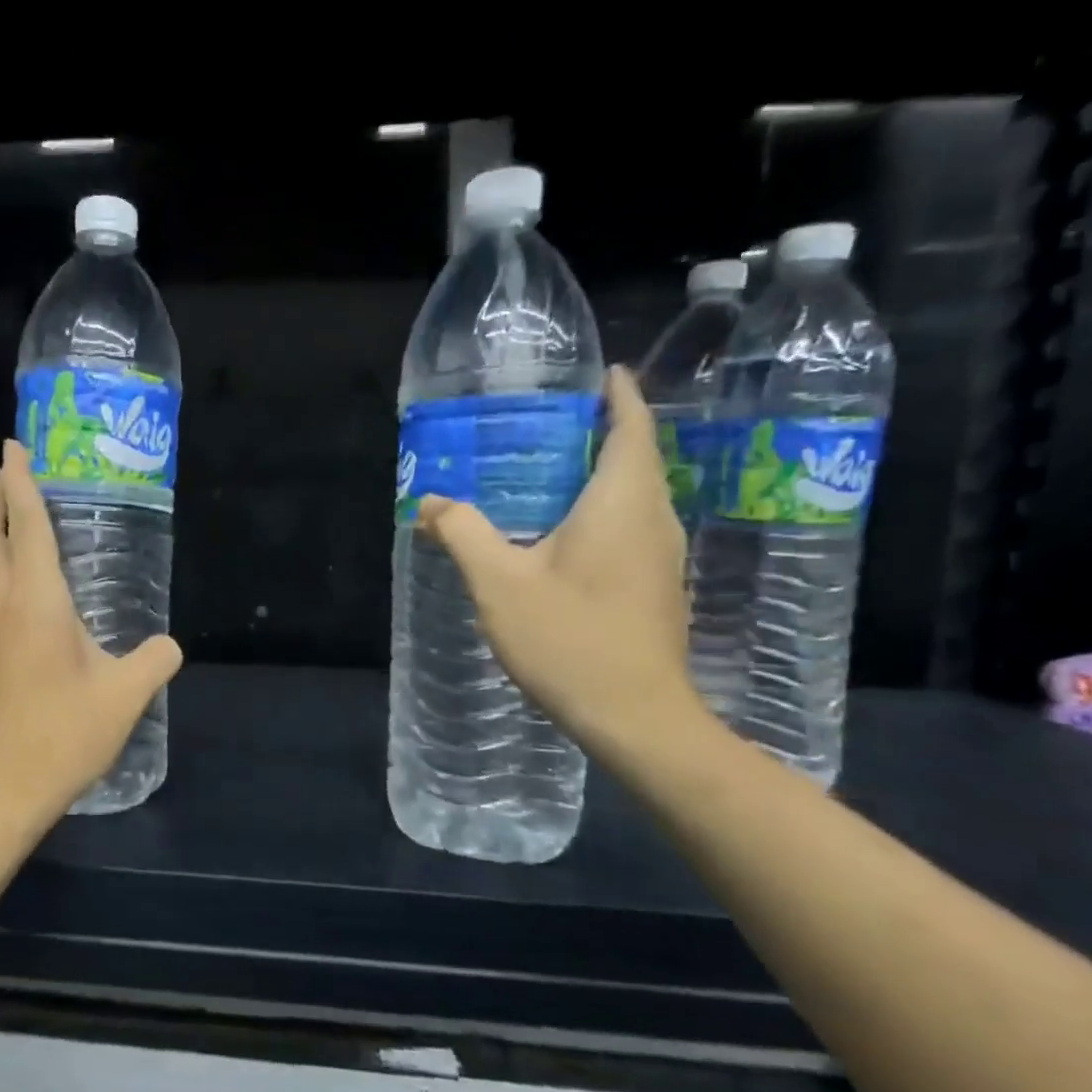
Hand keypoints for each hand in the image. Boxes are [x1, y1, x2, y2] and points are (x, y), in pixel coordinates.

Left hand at [0, 441, 182, 827]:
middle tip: (13, 473)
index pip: (23, 522)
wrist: (3, 786)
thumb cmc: (64, 734)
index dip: (19, 479)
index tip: (14, 445)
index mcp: (36, 599)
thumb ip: (155, 660)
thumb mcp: (125, 696)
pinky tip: (11, 580)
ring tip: (11, 519)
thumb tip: (170, 646)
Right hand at [417, 366, 702, 756]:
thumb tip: (431, 502)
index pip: (632, 428)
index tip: (604, 374)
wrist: (634, 718)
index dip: (620, 396)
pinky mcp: (657, 588)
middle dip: (603, 432)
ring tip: (550, 471)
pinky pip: (631, 528)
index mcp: (622, 503)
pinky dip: (603, 512)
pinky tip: (561, 532)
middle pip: (636, 458)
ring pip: (636, 496)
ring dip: (602, 474)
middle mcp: (653, 520)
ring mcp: (661, 557)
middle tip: (551, 423)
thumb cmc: (569, 639)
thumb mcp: (499, 582)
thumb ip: (462, 532)